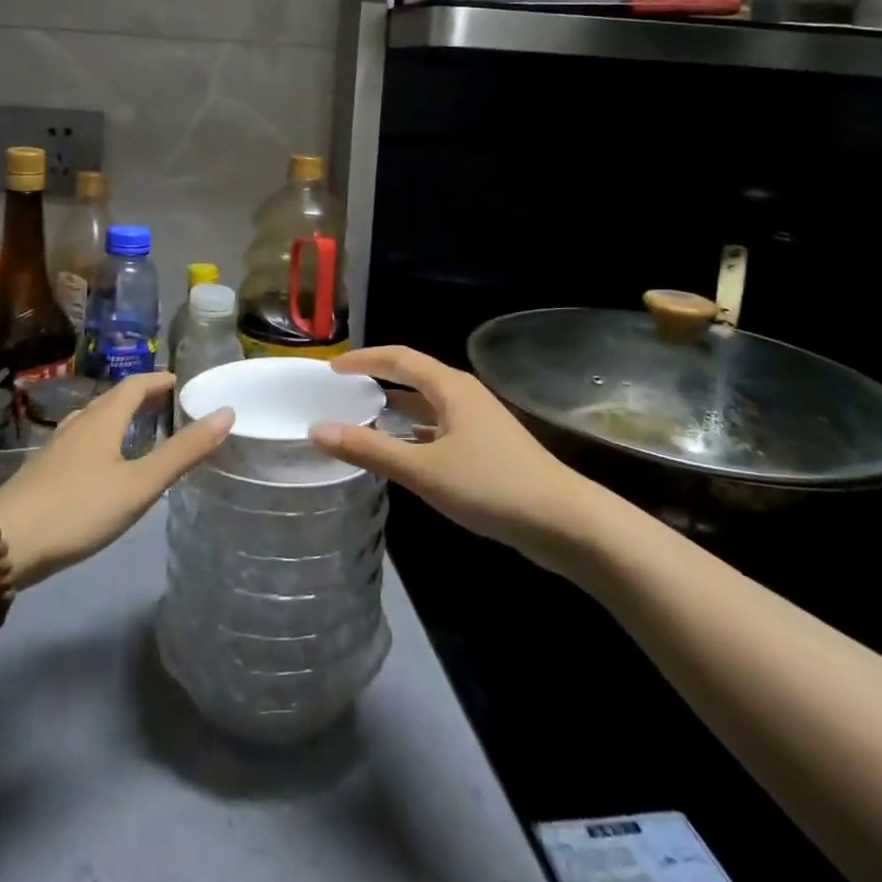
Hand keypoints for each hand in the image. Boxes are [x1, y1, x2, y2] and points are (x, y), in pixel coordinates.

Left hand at [0, 373, 231, 587]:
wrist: (2, 544)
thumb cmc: (78, 508)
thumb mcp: (139, 485)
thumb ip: (182, 452)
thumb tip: (226, 413)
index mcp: (102, 419)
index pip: (134, 385)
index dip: (157, 380)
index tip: (178, 382)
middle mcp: (78, 424)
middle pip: (111, 400)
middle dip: (139, 397)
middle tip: (164, 403)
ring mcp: (54, 448)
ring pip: (91, 421)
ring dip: (116, 417)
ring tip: (134, 429)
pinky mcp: (41, 472)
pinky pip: (78, 442)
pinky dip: (98, 440)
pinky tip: (98, 465)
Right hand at [310, 346, 588, 564]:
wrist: (564, 522)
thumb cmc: (491, 486)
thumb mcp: (423, 470)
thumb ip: (370, 449)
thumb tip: (317, 430)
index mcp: (450, 387)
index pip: (399, 358)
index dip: (364, 359)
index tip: (332, 368)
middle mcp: (464, 395)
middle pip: (413, 376)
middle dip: (378, 379)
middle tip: (342, 391)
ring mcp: (478, 421)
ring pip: (428, 404)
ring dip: (396, 407)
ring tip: (362, 416)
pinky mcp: (487, 447)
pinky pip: (439, 426)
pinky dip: (415, 431)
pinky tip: (402, 450)